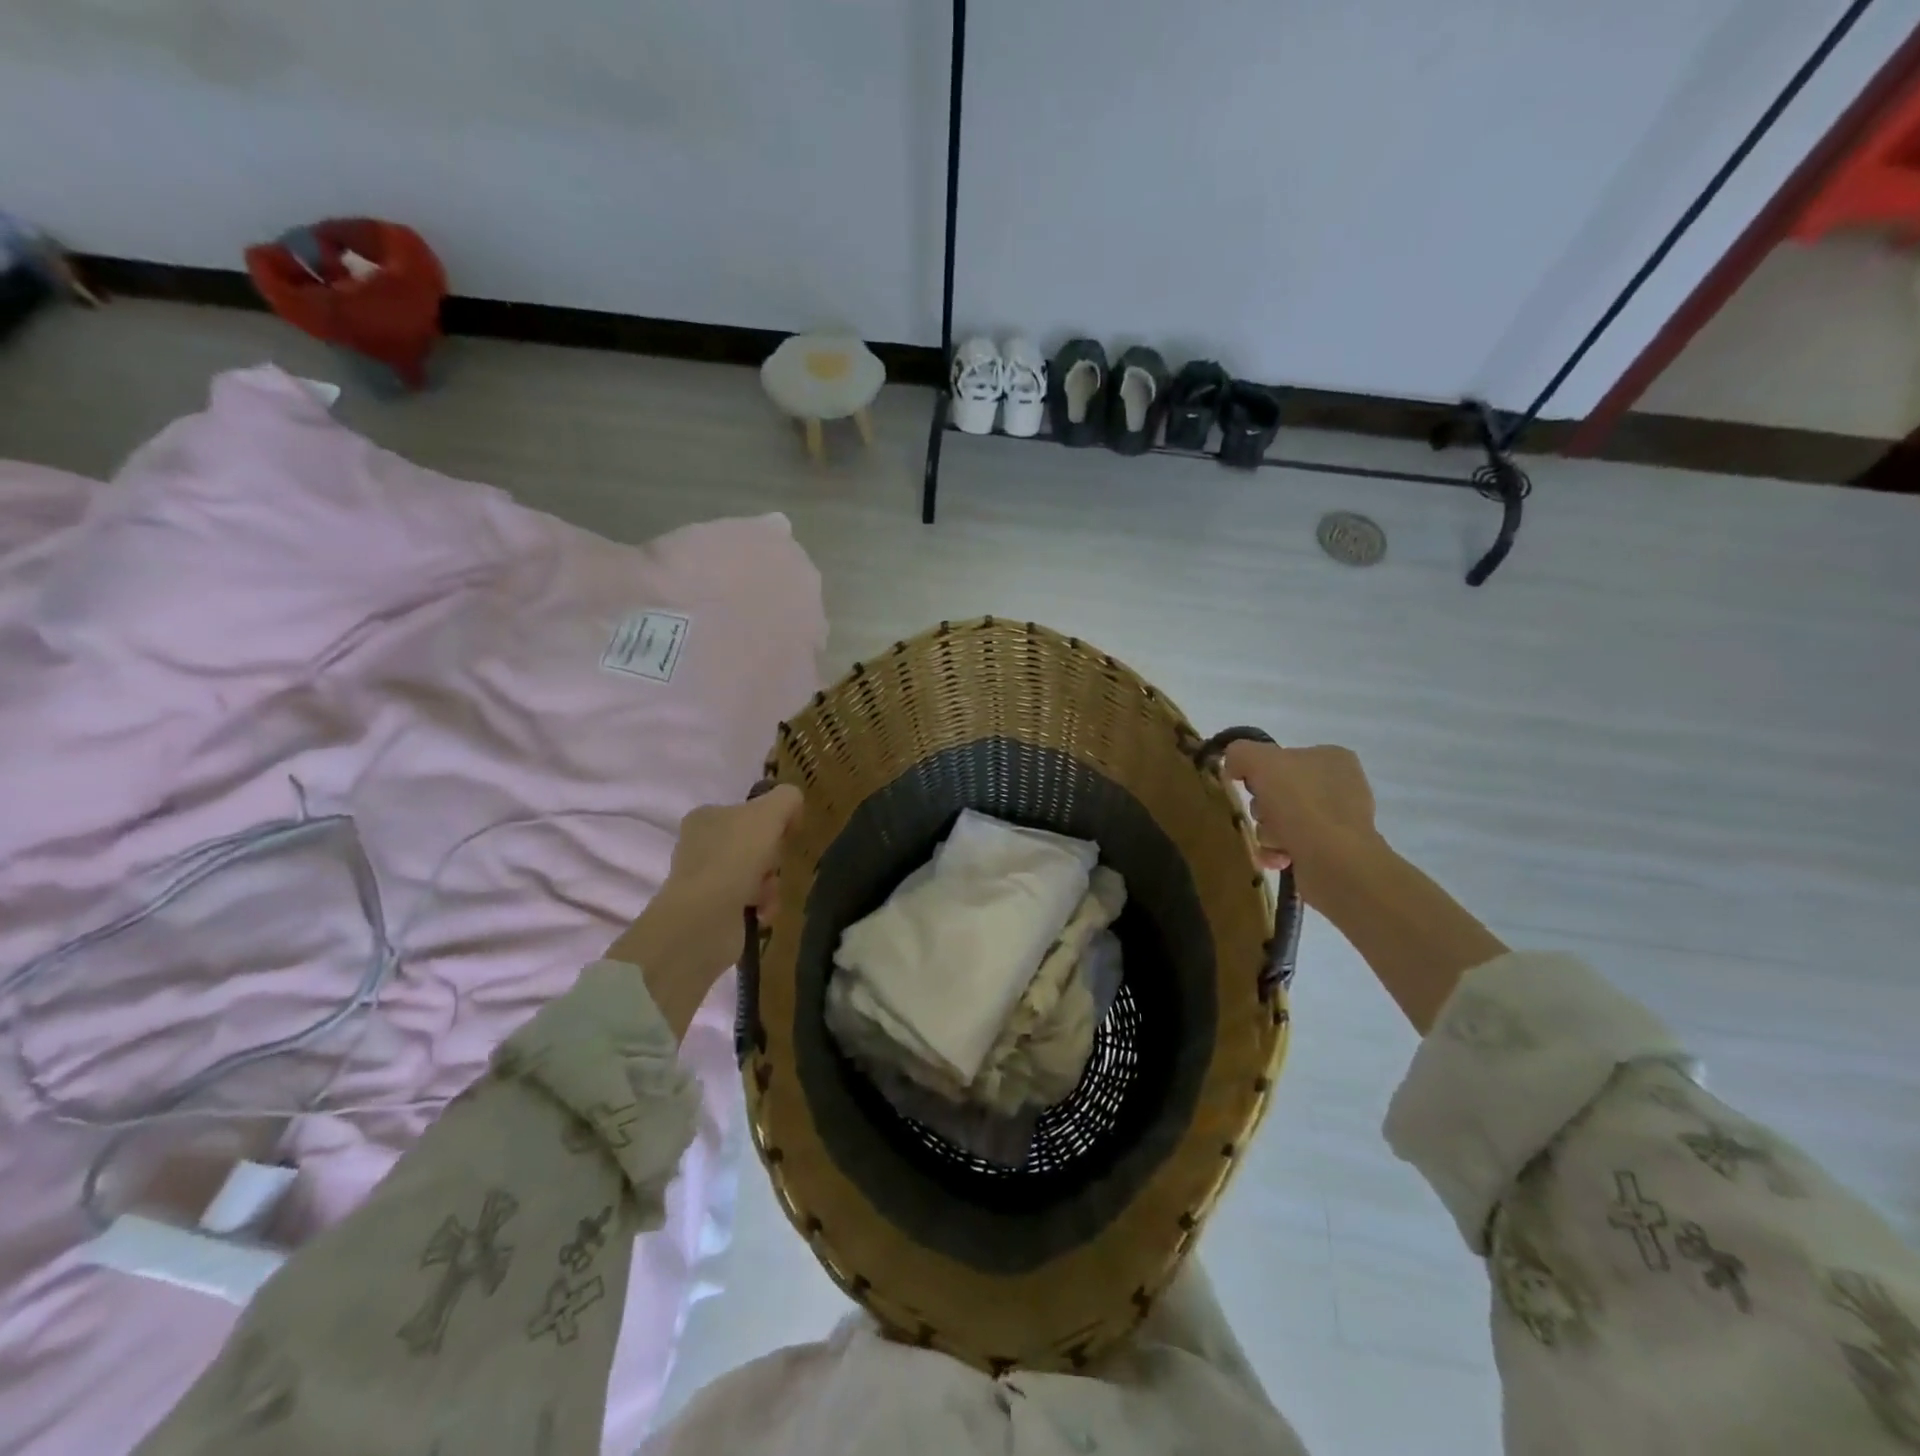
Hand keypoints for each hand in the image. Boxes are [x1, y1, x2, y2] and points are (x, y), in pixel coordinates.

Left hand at [606, 785, 802, 1035]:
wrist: (705, 918)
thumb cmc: (735, 856)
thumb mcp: (770, 812)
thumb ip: (787, 799)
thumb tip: (793, 809)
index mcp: (705, 817)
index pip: (748, 813)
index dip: (772, 823)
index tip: (785, 834)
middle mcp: (699, 847)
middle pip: (754, 846)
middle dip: (772, 858)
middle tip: (774, 865)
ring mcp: (704, 881)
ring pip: (756, 875)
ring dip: (770, 885)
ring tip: (766, 895)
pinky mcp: (712, 912)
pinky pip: (750, 903)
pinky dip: (762, 907)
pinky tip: (762, 913)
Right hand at [1221, 741, 1378, 895]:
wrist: (1333, 860)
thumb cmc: (1301, 803)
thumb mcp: (1260, 761)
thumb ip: (1240, 752)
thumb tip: (1233, 765)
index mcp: (1332, 758)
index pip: (1284, 757)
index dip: (1260, 771)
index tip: (1250, 785)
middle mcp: (1341, 786)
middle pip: (1279, 791)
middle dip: (1262, 807)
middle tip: (1263, 815)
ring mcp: (1339, 820)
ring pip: (1282, 820)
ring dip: (1267, 831)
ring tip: (1272, 841)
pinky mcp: (1334, 851)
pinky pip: (1292, 845)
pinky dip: (1278, 851)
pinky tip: (1276, 857)